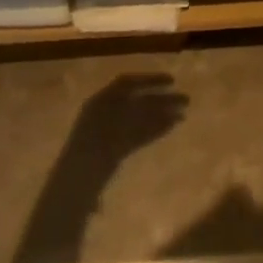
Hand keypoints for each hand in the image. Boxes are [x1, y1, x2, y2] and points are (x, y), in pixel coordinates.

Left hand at [63, 74, 189, 174]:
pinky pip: (138, 136)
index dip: (149, 80)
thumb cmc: (90, 149)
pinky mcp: (115, 152)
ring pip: (139, 118)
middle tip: (186, 99)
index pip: (126, 83)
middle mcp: (105, 112)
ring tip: (183, 115)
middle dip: (161, 98)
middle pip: (136, 100)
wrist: (76, 182)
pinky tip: (171, 126)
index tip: (172, 81)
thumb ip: (137, 117)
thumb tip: (163, 108)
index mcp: (99, 101)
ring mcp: (110, 132)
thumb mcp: (114, 125)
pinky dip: (155, 130)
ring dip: (162, 114)